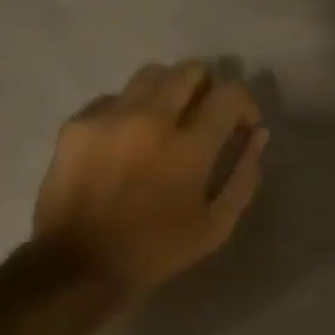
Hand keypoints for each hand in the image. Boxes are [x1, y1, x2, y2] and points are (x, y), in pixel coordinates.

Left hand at [33, 61, 268, 296]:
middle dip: (207, 88)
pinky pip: (112, 99)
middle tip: (203, 116)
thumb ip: (244, 176)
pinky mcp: (77, 124)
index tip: (241, 124)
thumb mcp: (216, 226)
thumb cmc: (156, 251)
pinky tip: (124, 142)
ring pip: (149, 75)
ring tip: (164, 123)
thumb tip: (258, 135)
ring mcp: (109, 117)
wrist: (79, 264)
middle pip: (190, 70)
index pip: (229, 94)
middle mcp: (150, 118)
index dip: (244, 104)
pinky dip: (128, 112)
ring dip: (167, 91)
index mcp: (189, 146)